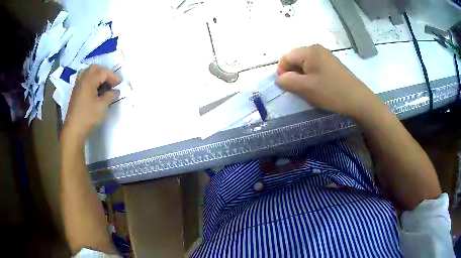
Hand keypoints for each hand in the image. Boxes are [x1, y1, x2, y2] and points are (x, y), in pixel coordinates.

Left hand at [61, 65, 120, 143]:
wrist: (73, 130)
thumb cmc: (88, 117)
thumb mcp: (102, 106)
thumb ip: (110, 96)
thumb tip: (116, 91)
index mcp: (89, 80)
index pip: (104, 72)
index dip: (113, 77)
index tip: (120, 85)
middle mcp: (82, 79)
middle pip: (95, 68)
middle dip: (105, 73)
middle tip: (111, 83)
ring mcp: (78, 85)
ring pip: (88, 73)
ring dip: (97, 76)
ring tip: (103, 86)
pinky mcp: (76, 92)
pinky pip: (84, 79)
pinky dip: (91, 81)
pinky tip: (95, 91)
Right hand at [276, 45, 382, 118]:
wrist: (358, 100)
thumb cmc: (331, 92)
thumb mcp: (306, 88)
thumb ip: (287, 81)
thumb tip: (279, 78)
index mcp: (309, 51)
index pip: (286, 57)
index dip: (282, 71)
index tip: (287, 86)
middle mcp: (317, 49)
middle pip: (296, 59)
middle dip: (293, 74)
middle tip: (300, 90)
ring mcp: (326, 56)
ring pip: (305, 65)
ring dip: (303, 77)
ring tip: (310, 90)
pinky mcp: (332, 65)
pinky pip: (315, 68)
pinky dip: (312, 78)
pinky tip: (319, 88)